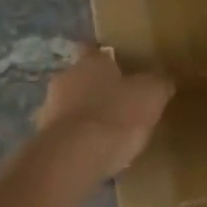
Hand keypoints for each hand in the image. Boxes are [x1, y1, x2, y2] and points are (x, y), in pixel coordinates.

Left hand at [33, 45, 174, 180]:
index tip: (119, 67)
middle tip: (118, 103)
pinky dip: (77, 141)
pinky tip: (93, 155)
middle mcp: (65, 78)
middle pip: (81, 78)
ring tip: (107, 133)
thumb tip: (162, 81)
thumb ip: (157, 84)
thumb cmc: (115, 116)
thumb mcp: (151, 96)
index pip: (93, 49)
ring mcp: (49, 109)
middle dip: (96, 89)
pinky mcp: (45, 138)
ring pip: (70, 106)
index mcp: (90, 62)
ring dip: (85, 116)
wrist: (73, 157)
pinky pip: (65, 134)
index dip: (106, 58)